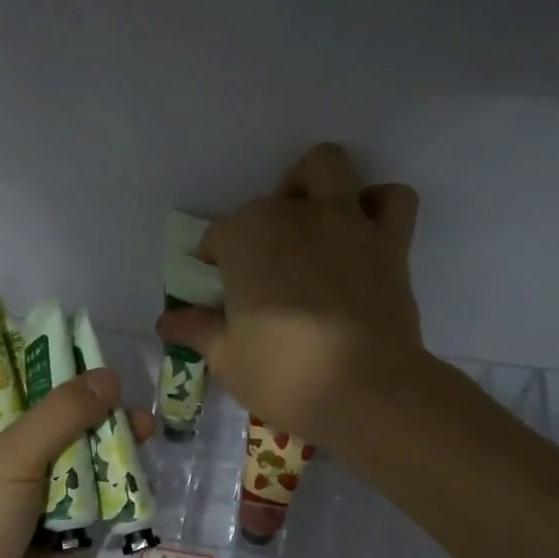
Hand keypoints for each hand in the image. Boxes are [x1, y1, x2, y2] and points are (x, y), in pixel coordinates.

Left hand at [0, 370, 154, 557]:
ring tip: (147, 433)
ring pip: (79, 451)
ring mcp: (33, 490)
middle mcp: (4, 453)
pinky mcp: (61, 523)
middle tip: (130, 400)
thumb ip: (60, 413)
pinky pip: (93, 490)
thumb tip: (109, 376)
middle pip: (55, 415)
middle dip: (93, 406)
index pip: (11, 378)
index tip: (91, 348)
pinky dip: (115, 480)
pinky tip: (141, 471)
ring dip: (111, 442)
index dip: (49, 361)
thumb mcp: (10, 455)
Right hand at [157, 143, 422, 445]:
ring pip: (328, 166)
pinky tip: (363, 232)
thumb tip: (166, 322)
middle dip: (260, 226)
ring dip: (314, 185)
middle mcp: (294, 214)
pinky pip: (392, 200)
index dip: (214, 265)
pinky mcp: (390, 242)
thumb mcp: (226, 357)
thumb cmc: (283, 373)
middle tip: (263, 269)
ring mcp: (346, 222)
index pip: (217, 238)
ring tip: (309, 223)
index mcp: (246, 237)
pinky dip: (378, 206)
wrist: (366, 390)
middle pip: (268, 201)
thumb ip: (196, 330)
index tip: (218, 295)